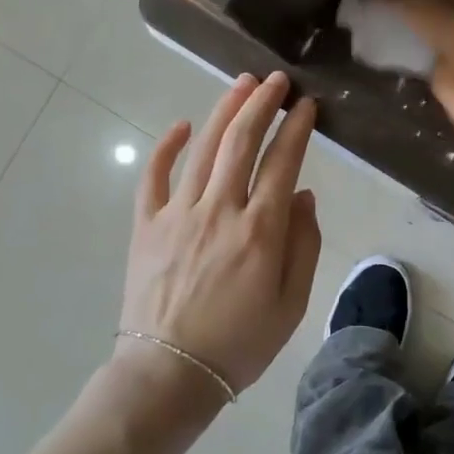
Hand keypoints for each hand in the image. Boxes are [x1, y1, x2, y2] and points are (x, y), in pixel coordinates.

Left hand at [117, 72, 322, 395]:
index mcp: (260, 230)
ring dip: (224, 111)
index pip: (283, 162)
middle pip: (242, 141)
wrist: (170, 374)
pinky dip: (166, 147)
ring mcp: (178, 214)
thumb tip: (303, 196)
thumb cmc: (240, 344)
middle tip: (275, 80)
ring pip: (204, 148)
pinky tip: (182, 126)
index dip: (297, 128)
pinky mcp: (146, 225)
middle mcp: (220, 210)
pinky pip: (153, 176)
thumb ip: (304, 246)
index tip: (307, 104)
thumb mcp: (292, 304)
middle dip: (261, 103)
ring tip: (240, 84)